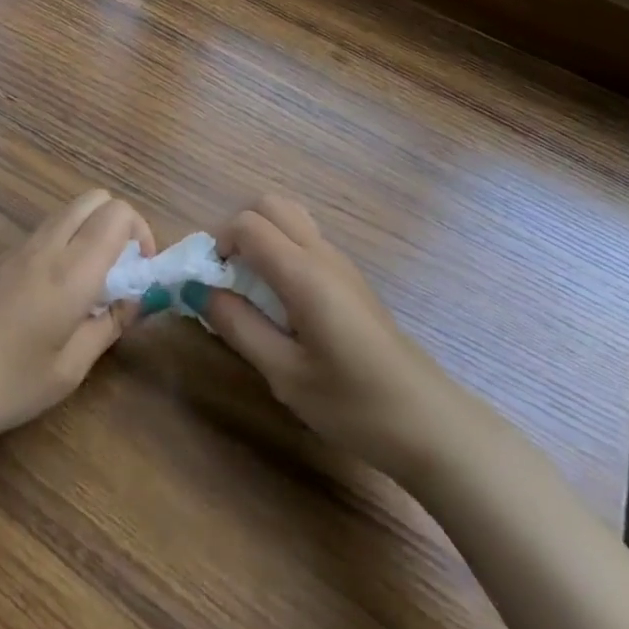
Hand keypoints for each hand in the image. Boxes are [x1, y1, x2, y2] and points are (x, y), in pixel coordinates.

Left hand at [0, 190, 154, 450]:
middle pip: (94, 199)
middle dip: (118, 224)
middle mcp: (47, 244)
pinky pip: (44, 232)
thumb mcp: (68, 369)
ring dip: (90, 232)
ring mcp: (17, 247)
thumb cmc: (6, 383)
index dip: (141, 233)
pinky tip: (53, 294)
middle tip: (119, 273)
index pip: (119, 212)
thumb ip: (108, 326)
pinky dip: (64, 244)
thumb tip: (135, 300)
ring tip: (89, 287)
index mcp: (72, 268)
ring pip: (68, 212)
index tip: (140, 273)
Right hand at [198, 195, 474, 479]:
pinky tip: (282, 302)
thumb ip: (239, 326)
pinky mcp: (350, 278)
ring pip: (290, 217)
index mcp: (304, 272)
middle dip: (238, 229)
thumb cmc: (353, 404)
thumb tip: (200, 291)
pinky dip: (281, 251)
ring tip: (252, 288)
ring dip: (261, 237)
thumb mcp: (284, 374)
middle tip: (228, 275)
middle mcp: (322, 254)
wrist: (429, 423)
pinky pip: (306, 240)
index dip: (218, 243)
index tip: (210, 282)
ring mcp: (340, 263)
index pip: (247, 224)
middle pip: (270, 205)